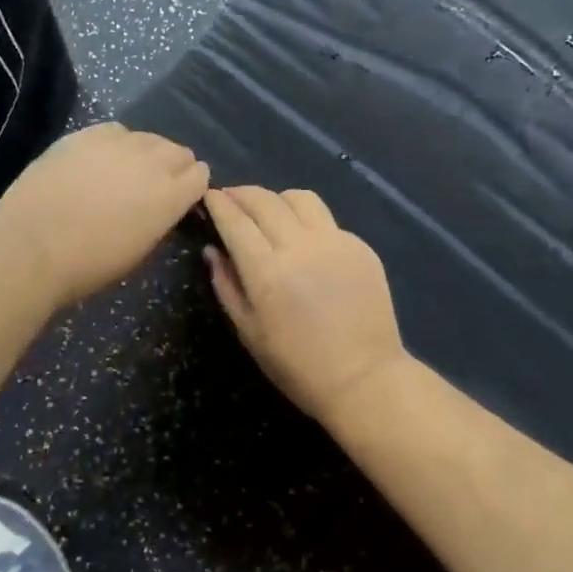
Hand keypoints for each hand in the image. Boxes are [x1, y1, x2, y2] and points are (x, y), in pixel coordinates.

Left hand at [0, 123, 209, 306]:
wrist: (32, 244)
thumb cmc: (90, 263)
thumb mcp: (140, 250)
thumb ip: (159, 220)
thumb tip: (160, 208)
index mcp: (172, 195)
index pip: (201, 175)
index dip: (192, 186)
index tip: (180, 198)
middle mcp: (153, 161)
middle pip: (179, 151)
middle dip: (174, 166)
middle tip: (154, 185)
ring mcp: (119, 143)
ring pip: (149, 138)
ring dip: (146, 152)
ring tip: (126, 170)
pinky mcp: (87, 134)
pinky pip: (116, 130)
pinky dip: (116, 142)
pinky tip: (101, 159)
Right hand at [202, 186, 411, 427]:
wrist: (364, 378)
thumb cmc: (298, 366)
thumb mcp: (249, 332)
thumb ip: (227, 286)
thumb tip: (212, 251)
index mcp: (267, 271)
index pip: (235, 220)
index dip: (218, 203)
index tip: (208, 196)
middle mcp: (300, 246)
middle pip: (265, 200)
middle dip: (241, 193)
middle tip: (230, 197)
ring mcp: (335, 242)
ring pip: (300, 199)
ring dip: (276, 199)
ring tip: (269, 212)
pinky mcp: (360, 246)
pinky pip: (327, 220)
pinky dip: (307, 221)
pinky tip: (304, 240)